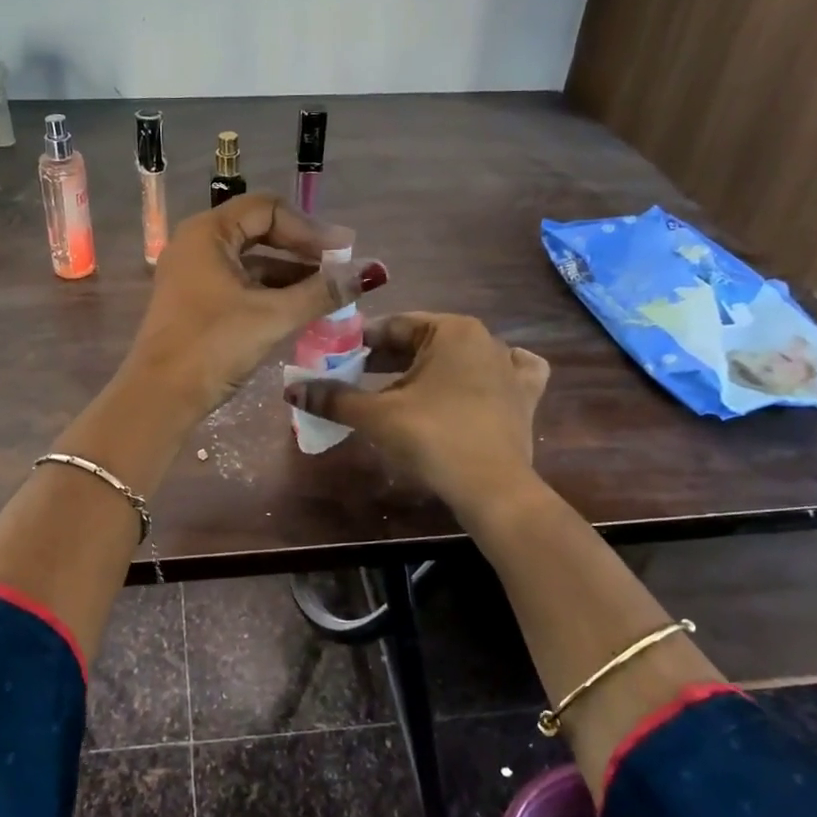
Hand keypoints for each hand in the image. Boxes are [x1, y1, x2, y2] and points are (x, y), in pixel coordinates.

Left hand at [125, 194, 388, 419]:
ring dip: (289, 273)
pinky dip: (270, 292)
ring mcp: (192, 274)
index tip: (343, 252)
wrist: (160, 397)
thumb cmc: (213, 346)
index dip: (309, 228)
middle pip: (259, 231)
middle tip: (339, 267)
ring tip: (328, 292)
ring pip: (250, 261)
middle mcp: (197, 245)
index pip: (268, 209)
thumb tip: (370, 273)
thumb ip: (321, 292)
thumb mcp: (272, 316)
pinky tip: (299, 309)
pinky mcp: (195, 302)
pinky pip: (240, 284)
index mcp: (208, 233)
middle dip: (302, 249)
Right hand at [284, 312, 548, 517]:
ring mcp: (510, 369)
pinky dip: (482, 376)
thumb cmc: (433, 438)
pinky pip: (502, 375)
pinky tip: (471, 385)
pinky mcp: (524, 398)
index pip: (393, 326)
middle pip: (423, 342)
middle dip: (386, 360)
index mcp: (452, 330)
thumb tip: (292, 389)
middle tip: (353, 379)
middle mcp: (486, 339)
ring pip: (457, 358)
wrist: (493, 490)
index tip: (333, 359)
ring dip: (425, 370)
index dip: (358, 343)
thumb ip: (334, 397)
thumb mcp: (376, 415)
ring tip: (396, 390)